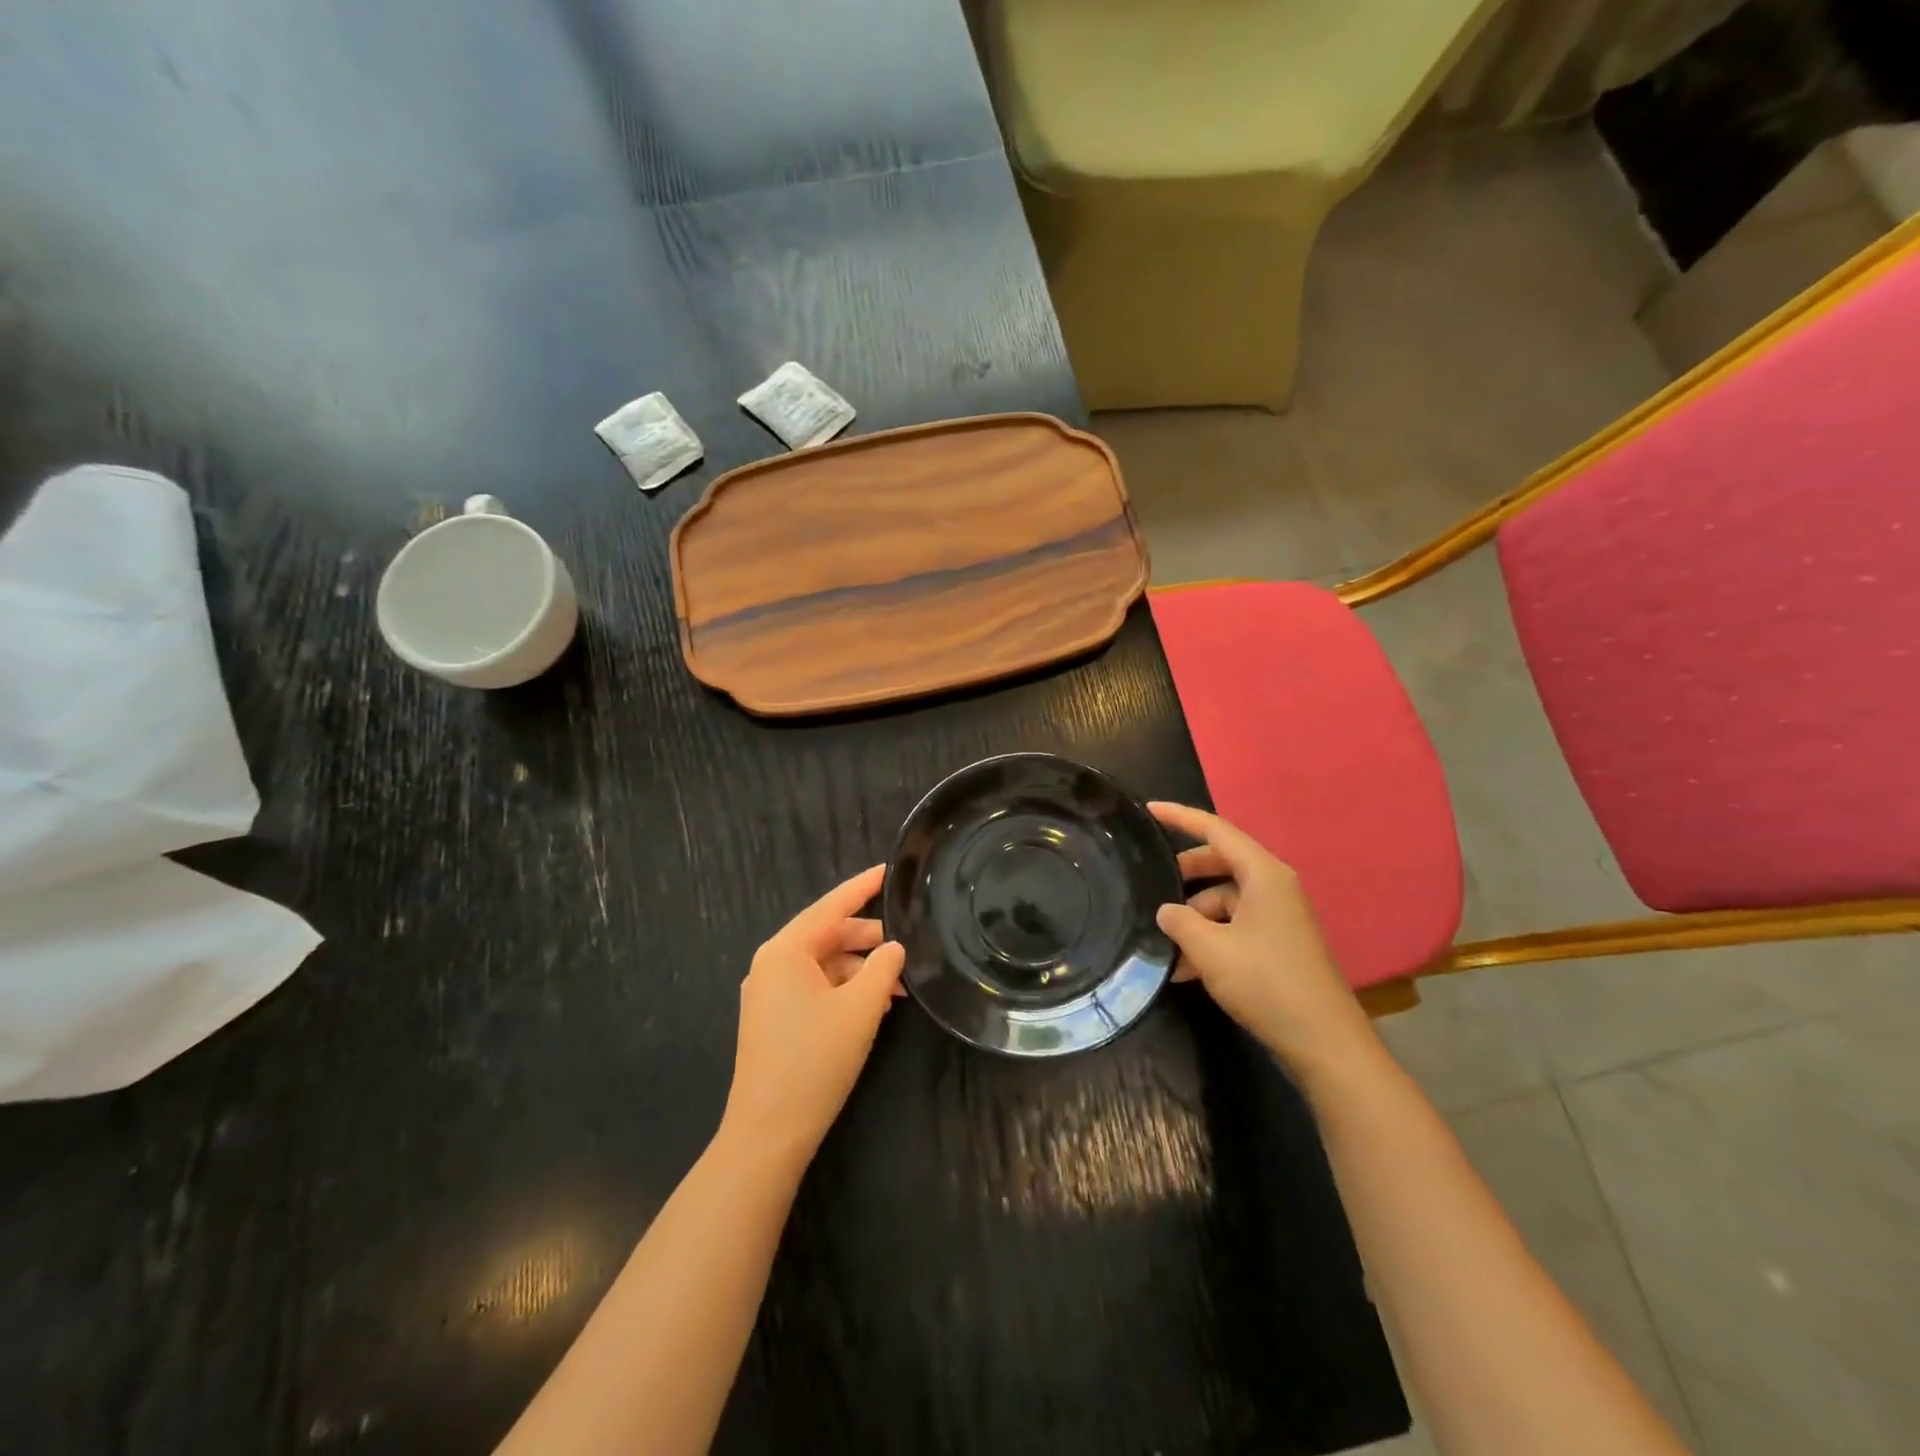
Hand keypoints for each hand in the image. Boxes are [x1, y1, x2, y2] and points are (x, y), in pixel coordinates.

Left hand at [719, 864, 905, 1167]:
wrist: (768, 1133)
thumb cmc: (815, 1060)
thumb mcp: (861, 1008)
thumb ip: (883, 968)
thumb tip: (894, 947)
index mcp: (786, 951)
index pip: (831, 906)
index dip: (863, 887)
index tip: (889, 870)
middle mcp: (772, 964)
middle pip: (828, 936)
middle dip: (869, 940)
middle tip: (908, 946)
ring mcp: (769, 993)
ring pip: (824, 964)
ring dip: (861, 970)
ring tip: (899, 987)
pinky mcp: (773, 1019)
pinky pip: (815, 988)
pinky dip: (845, 990)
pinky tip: (875, 1005)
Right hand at [1149, 802, 1374, 1073]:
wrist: (1324, 1043)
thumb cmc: (1266, 983)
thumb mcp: (1210, 950)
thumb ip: (1180, 922)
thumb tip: (1166, 910)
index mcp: (1264, 874)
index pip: (1215, 830)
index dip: (1180, 817)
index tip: (1148, 810)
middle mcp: (1274, 887)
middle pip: (1220, 863)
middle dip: (1184, 874)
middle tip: (1152, 885)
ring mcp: (1279, 916)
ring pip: (1225, 899)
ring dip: (1194, 918)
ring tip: (1166, 946)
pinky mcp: (1279, 944)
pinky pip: (1236, 926)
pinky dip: (1210, 939)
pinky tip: (1185, 970)